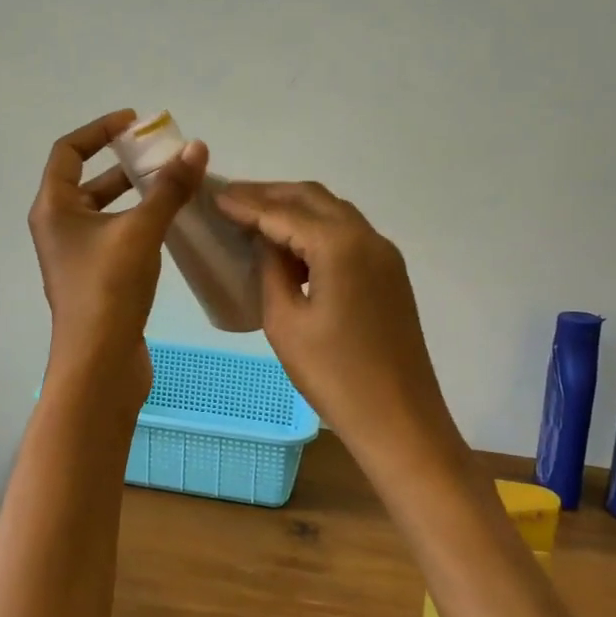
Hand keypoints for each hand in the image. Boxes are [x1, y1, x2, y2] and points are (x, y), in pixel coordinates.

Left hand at [29, 109, 206, 410]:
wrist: (99, 365)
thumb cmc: (109, 290)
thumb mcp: (140, 230)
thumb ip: (168, 188)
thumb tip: (196, 148)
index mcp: (54, 209)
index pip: (68, 151)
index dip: (100, 130)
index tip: (135, 123)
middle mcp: (59, 228)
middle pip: (88, 180)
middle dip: (125, 163)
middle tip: (164, 156)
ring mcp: (77, 256)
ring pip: (105, 210)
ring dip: (136, 194)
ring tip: (175, 186)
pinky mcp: (97, 278)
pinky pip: (117, 235)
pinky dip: (140, 222)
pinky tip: (172, 225)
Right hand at [216, 181, 458, 463]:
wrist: (400, 422)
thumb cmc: (334, 376)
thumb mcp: (285, 322)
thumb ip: (272, 269)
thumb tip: (267, 242)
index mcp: (340, 245)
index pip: (283, 211)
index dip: (246, 203)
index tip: (214, 195)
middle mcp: (367, 237)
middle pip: (313, 198)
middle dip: (270, 194)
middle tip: (232, 200)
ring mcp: (384, 255)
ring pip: (334, 212)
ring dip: (295, 208)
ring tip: (256, 217)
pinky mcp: (390, 274)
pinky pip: (348, 234)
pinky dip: (317, 228)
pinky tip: (292, 246)